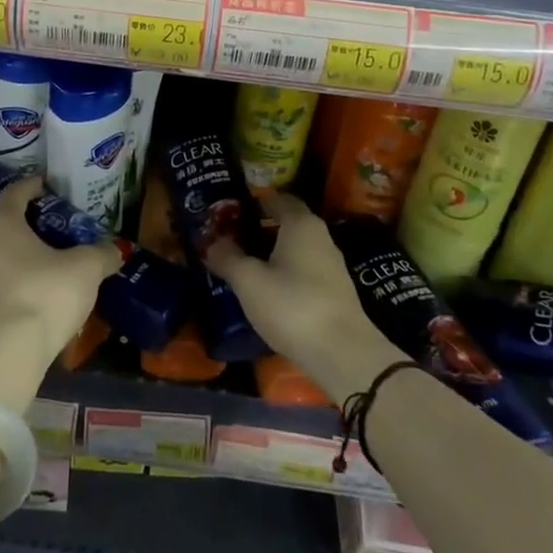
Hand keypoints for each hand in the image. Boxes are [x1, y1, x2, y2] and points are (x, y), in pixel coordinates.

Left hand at [0, 175, 118, 369]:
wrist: (4, 356)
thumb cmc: (45, 295)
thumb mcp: (85, 270)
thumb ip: (100, 255)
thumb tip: (116, 249)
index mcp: (2, 227)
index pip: (13, 195)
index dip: (28, 187)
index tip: (40, 183)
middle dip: (0, 236)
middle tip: (24, 242)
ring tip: (14, 282)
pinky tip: (7, 314)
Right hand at [204, 193, 396, 400]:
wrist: (343, 354)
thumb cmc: (292, 304)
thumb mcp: (249, 281)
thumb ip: (227, 257)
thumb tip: (209, 242)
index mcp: (300, 223)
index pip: (277, 199)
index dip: (253, 202)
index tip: (229, 212)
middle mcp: (320, 236)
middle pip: (286, 223)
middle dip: (258, 229)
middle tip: (229, 239)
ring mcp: (331, 265)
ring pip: (295, 249)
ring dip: (271, 254)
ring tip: (243, 267)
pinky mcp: (335, 292)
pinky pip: (303, 271)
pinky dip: (284, 274)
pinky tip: (267, 291)